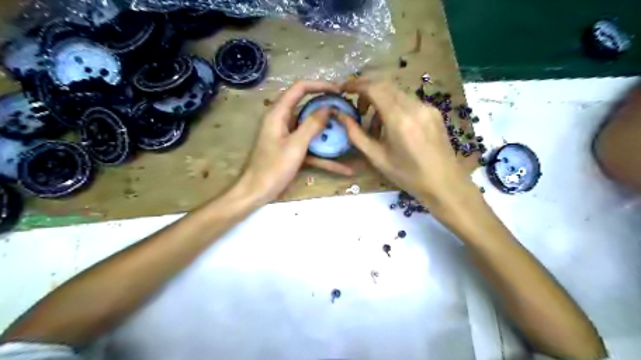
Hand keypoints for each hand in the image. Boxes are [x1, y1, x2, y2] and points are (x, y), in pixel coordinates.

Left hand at [236, 81, 354, 205]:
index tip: (339, 91)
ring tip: (349, 132)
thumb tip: (328, 107)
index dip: (320, 86)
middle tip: (346, 111)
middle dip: (327, 109)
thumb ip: (311, 125)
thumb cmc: (273, 168)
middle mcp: (282, 121)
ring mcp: (288, 136)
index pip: (300, 88)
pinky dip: (325, 156)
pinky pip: (311, 148)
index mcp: (278, 113)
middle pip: (307, 107)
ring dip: (328, 132)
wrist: (257, 192)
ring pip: (311, 128)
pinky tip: (344, 168)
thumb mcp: (295, 146)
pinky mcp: (292, 150)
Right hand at [338, 78, 477, 213]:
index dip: (355, 84)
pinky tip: (393, 127)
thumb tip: (340, 115)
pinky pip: (408, 101)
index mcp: (399, 119)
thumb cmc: (407, 175)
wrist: (444, 183)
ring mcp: (427, 107)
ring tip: (375, 126)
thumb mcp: (377, 158)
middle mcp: (414, 107)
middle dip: (366, 92)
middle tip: (358, 110)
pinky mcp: (433, 111)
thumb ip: (356, 134)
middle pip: (385, 85)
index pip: (374, 88)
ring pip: (396, 93)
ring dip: (381, 101)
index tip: (343, 89)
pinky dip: (394, 107)